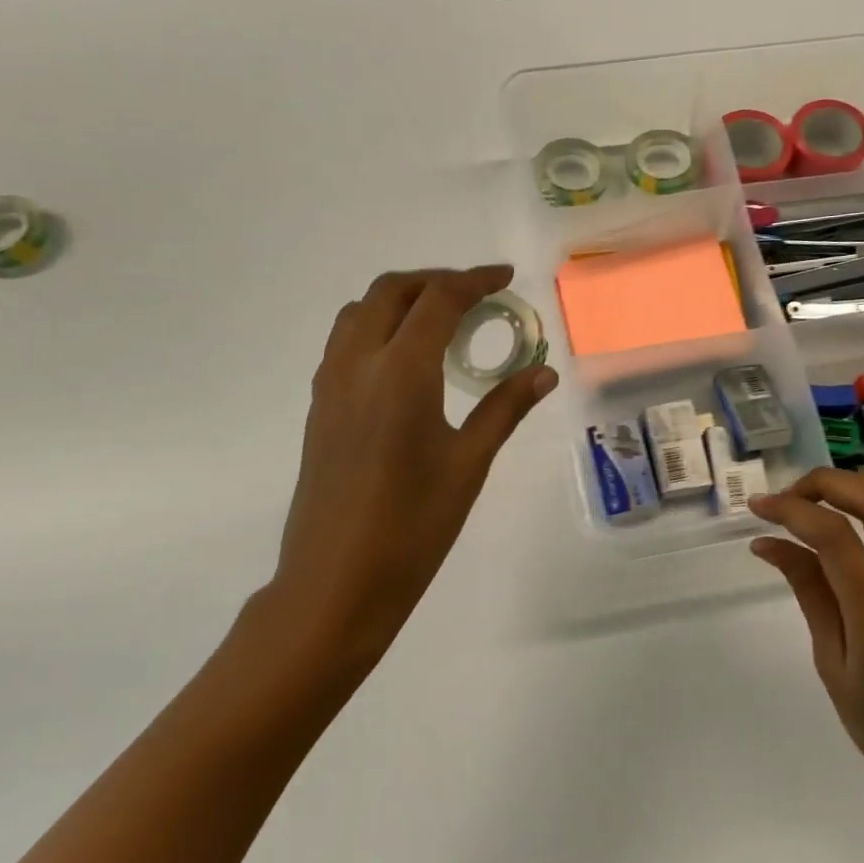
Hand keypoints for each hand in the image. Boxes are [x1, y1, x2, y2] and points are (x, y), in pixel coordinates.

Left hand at [241, 265, 556, 697]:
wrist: (335, 583)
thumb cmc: (412, 527)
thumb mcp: (468, 464)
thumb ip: (504, 408)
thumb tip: (544, 373)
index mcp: (400, 373)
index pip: (438, 301)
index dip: (474, 281)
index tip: (505, 279)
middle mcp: (357, 365)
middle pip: (390, 291)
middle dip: (435, 281)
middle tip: (476, 296)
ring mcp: (330, 385)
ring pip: (359, 312)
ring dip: (401, 300)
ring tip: (442, 322)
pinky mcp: (319, 409)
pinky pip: (345, 343)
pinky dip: (378, 328)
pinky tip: (407, 362)